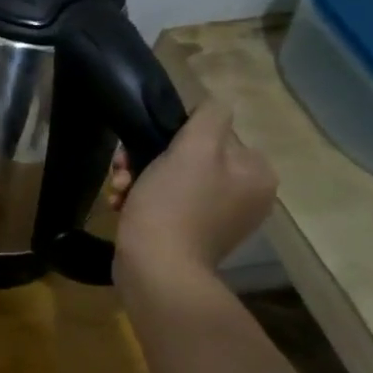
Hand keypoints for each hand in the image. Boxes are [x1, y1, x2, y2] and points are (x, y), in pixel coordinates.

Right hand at [111, 101, 276, 282]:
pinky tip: (122, 206)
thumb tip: (213, 104)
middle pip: (188, 157)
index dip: (171, 136)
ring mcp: (218, 218)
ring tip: (117, 191)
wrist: (156, 268)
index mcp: (255, 173)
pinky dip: (141, 201)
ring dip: (138, 179)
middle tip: (122, 171)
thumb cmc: (174, 204)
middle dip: (147, 160)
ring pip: (171, 179)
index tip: (141, 148)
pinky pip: (165, 204)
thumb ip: (209, 118)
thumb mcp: (193, 149)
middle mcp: (245, 195)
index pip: (211, 134)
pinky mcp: (192, 235)